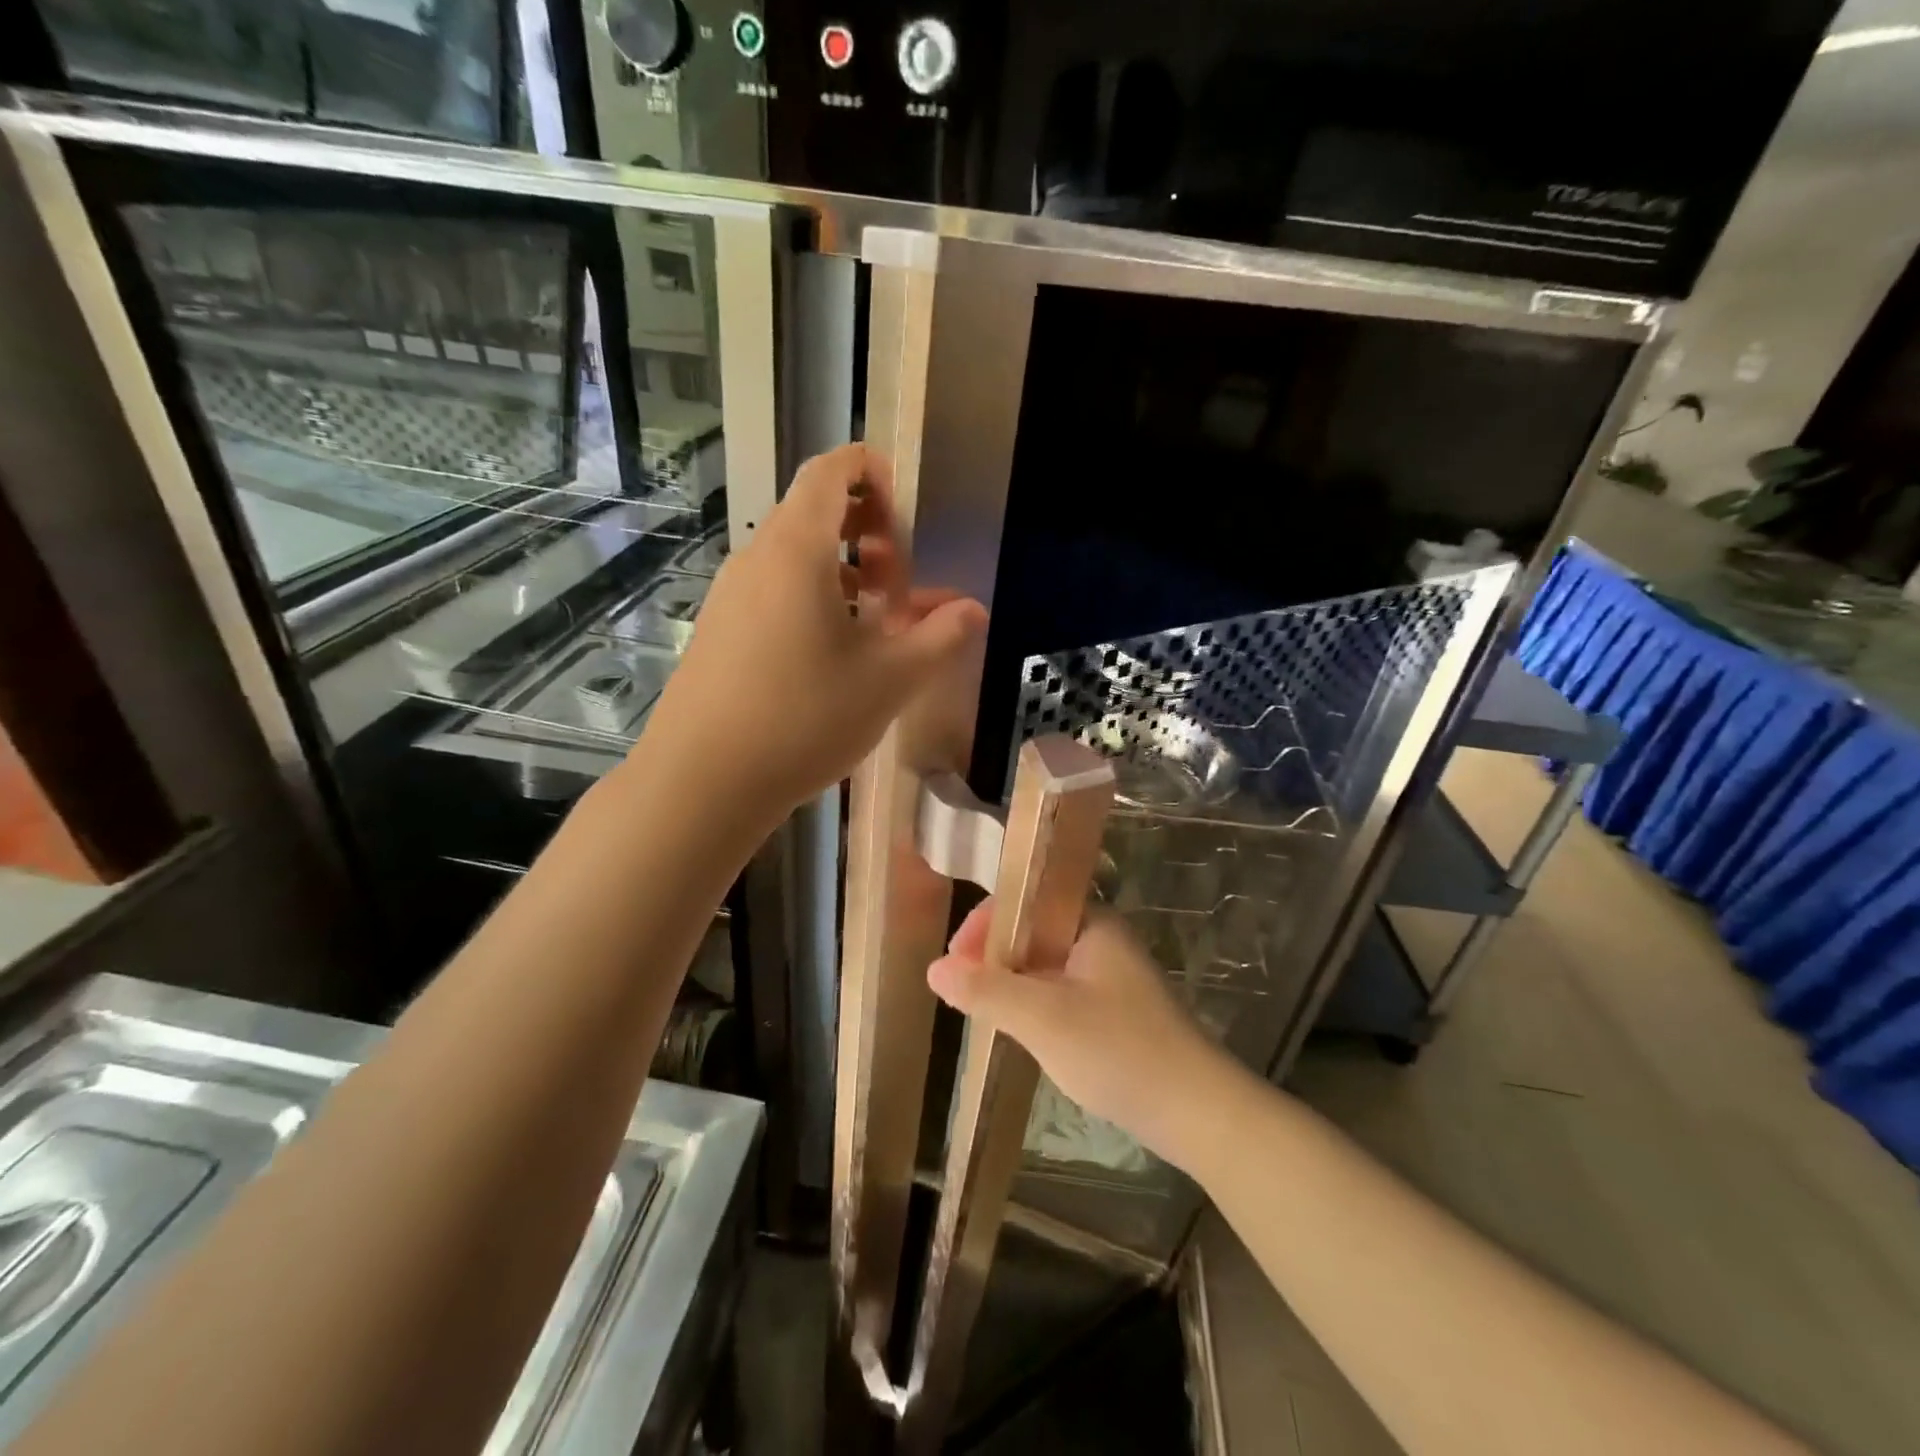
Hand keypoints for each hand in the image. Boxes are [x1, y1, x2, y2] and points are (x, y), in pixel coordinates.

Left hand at [645, 444, 986, 823]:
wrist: (703, 781)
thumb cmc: (804, 718)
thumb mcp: (889, 679)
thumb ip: (938, 637)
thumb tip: (972, 610)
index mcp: (797, 549)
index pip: (831, 471)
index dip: (872, 473)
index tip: (906, 515)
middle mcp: (757, 558)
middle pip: (815, 512)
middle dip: (869, 534)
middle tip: (900, 586)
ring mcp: (731, 595)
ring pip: (796, 557)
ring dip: (844, 574)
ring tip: (876, 624)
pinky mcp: (720, 630)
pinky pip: (775, 592)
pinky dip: (814, 601)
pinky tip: (834, 655)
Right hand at [927, 900, 1246, 1170]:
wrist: (1197, 1111)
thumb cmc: (1118, 1050)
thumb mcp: (1043, 1018)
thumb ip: (987, 991)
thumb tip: (934, 969)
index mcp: (1090, 922)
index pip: (1024, 901)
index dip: (984, 924)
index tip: (954, 962)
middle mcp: (1101, 939)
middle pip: (1032, 930)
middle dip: (993, 955)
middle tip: (963, 991)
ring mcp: (1110, 976)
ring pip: (1044, 964)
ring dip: (1011, 981)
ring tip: (981, 1010)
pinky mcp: (1114, 1010)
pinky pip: (1060, 991)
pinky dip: (1033, 1003)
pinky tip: (1019, 1030)